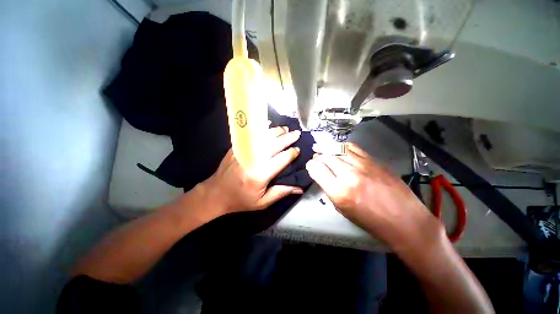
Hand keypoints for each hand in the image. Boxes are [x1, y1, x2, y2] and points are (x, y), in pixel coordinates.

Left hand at [202, 126, 302, 213]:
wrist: (216, 194)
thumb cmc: (241, 200)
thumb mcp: (262, 202)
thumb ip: (281, 193)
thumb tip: (299, 188)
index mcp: (260, 175)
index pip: (281, 159)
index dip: (291, 153)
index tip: (298, 149)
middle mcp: (252, 160)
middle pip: (273, 145)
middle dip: (287, 138)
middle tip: (296, 133)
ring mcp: (243, 152)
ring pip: (263, 137)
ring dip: (276, 132)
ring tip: (285, 129)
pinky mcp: (236, 148)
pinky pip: (252, 136)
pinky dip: (261, 130)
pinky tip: (268, 126)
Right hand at [306, 142, 439, 246]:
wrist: (404, 219)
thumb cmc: (371, 221)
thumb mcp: (343, 209)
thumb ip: (330, 189)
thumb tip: (322, 175)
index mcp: (339, 191)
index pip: (316, 169)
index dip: (311, 166)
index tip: (311, 166)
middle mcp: (349, 175)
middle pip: (326, 157)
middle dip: (317, 156)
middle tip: (315, 157)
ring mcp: (363, 165)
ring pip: (338, 149)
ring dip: (326, 147)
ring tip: (320, 146)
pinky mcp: (374, 160)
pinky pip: (352, 147)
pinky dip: (341, 146)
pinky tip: (337, 147)